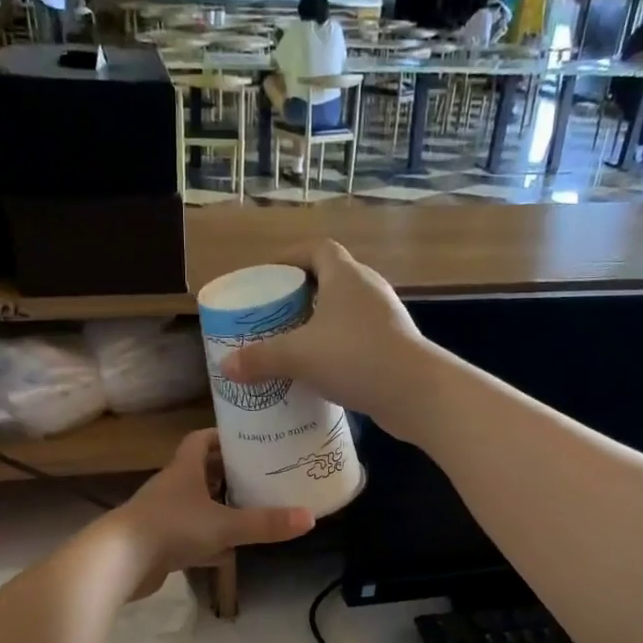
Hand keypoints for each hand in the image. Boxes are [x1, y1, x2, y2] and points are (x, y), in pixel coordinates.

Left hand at [112, 429, 313, 595]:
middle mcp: (171, 487)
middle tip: (259, 476)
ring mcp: (162, 516)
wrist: (118, 562)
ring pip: (194, 506)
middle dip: (227, 473)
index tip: (248, 438)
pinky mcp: (157, 543)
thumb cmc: (171, 529)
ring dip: (217, 507)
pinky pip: (188, 536)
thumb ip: (265, 523)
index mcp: (184, 470)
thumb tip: (310, 518)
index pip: (201, 441)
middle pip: (200, 472)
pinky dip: (207, 542)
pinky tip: (227, 554)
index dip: (223, 437)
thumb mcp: (225, 525)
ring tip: (249, 510)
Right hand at [217, 241, 433, 439]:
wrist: (416, 393)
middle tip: (274, 315)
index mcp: (346, 276)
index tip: (269, 276)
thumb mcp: (299, 356)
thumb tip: (227, 367)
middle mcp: (368, 290)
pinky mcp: (393, 347)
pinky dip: (336, 348)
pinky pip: (356, 338)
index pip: (318, 249)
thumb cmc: (355, 357)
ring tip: (293, 344)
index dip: (291, 257)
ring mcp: (385, 319)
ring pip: (344, 313)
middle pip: (330, 280)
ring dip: (319, 324)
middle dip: (301, 294)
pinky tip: (320, 372)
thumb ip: (261, 358)